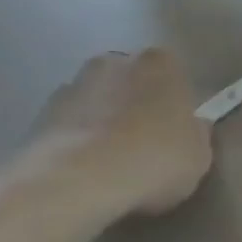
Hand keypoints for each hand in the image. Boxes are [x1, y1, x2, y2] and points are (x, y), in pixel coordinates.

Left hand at [29, 50, 213, 220]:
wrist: (81, 179)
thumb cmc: (156, 159)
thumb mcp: (199, 155)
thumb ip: (197, 135)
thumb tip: (192, 128)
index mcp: (160, 64)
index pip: (174, 76)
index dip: (176, 104)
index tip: (177, 131)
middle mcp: (115, 62)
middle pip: (132, 82)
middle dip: (137, 105)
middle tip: (146, 144)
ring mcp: (74, 84)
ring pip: (99, 100)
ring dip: (105, 120)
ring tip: (112, 161)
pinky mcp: (42, 112)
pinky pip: (72, 122)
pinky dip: (79, 138)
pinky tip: (87, 168)